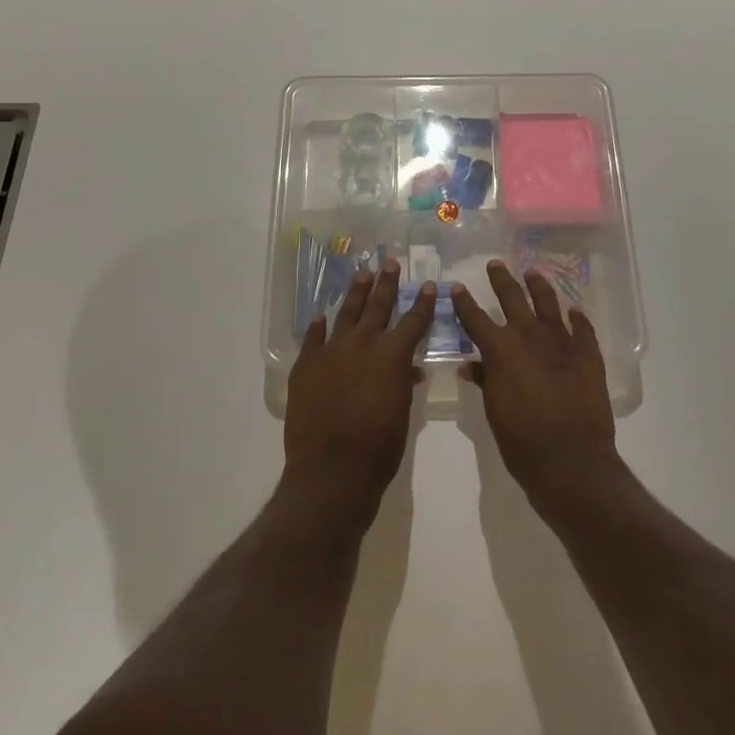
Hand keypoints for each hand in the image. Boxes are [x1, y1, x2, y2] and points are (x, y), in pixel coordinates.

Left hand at [283, 261, 433, 531]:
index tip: (428, 284)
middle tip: (390, 262)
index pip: (413, 321)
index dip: (422, 303)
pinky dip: (319, 326)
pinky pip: (313, 338)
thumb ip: (403, 385)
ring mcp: (331, 352)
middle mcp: (362, 345)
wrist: (330, 471)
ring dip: (356, 293)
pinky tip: (322, 315)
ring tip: (363, 274)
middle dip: (387, 284)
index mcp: (391, 357)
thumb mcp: (402, 416)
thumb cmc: (377, 450)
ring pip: (346, 314)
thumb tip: (409, 370)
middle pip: (378, 307)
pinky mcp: (306, 365)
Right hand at [451, 261, 621, 520]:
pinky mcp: (587, 354)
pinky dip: (577, 318)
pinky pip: (582, 328)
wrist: (571, 459)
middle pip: (512, 298)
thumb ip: (483, 380)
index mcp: (500, 349)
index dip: (463, 302)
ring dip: (539, 286)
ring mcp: (561, 341)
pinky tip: (574, 310)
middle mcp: (528, 335)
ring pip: (548, 303)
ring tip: (533, 273)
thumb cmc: (522, 440)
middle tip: (495, 264)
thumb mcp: (494, 411)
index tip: (457, 286)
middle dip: (501, 279)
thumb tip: (469, 365)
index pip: (475, 317)